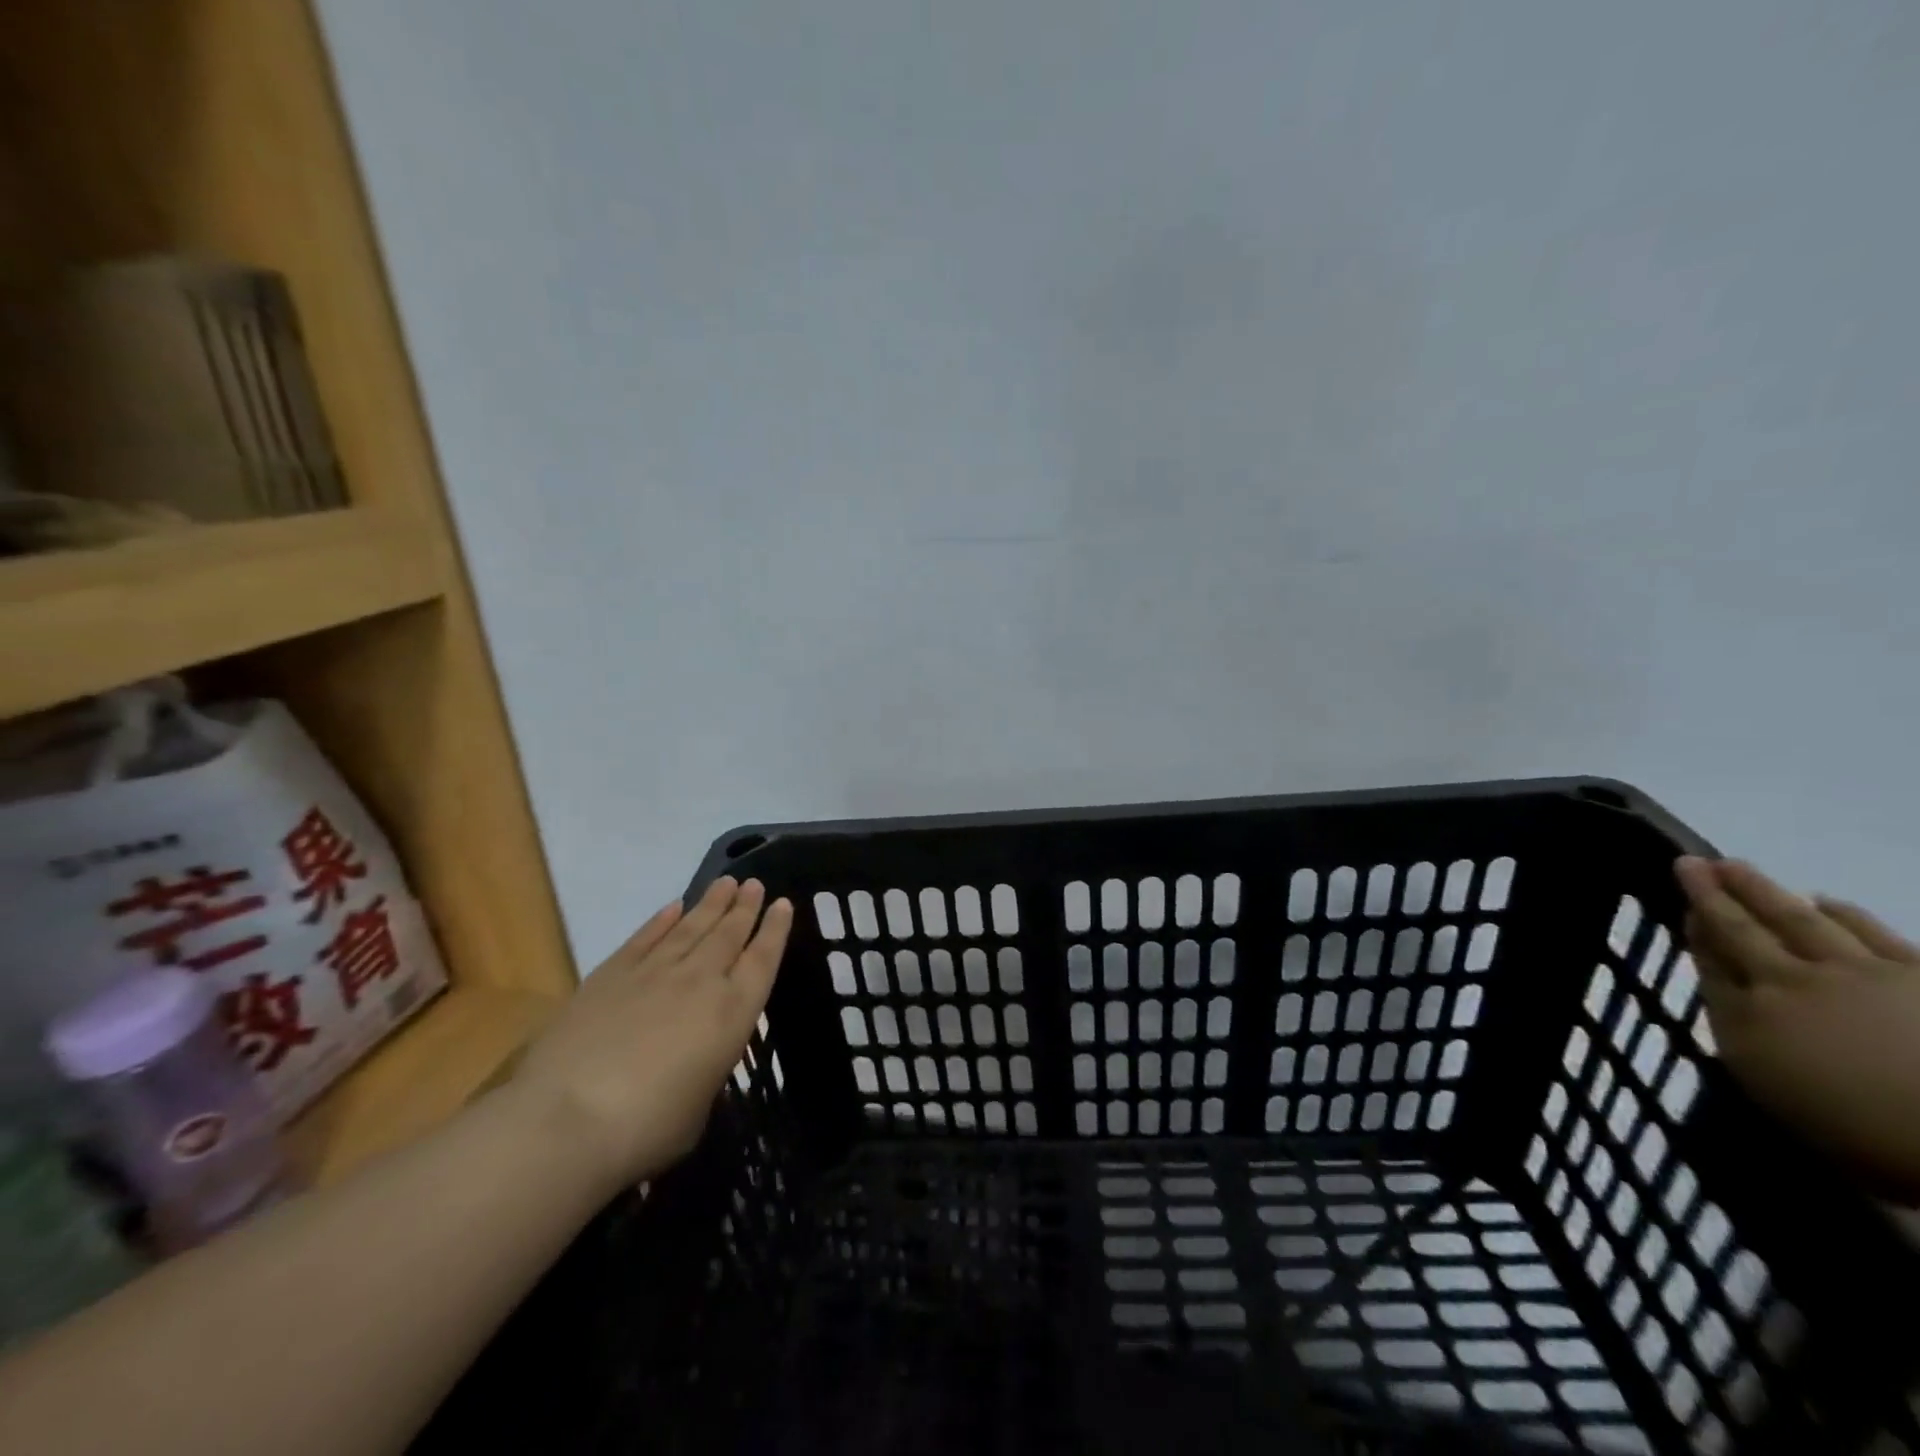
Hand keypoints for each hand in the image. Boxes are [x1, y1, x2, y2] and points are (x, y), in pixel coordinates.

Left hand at [512, 877, 793, 1193]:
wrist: (568, 1119)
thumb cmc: (646, 1129)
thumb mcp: (698, 1109)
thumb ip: (704, 1072)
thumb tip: (693, 1061)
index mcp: (732, 1013)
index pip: (762, 960)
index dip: (775, 930)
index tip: (782, 903)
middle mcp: (700, 981)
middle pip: (729, 934)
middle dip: (745, 907)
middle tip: (754, 884)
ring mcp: (654, 972)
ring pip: (692, 927)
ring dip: (711, 903)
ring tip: (726, 882)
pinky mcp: (611, 974)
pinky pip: (646, 937)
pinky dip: (662, 919)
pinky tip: (674, 906)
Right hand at [1677, 856, 1919, 1202]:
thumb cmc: (1865, 1135)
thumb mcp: (1780, 1096)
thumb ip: (1751, 1041)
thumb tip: (1736, 1000)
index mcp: (1748, 1020)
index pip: (1710, 965)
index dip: (1695, 933)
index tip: (1683, 907)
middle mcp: (1788, 984)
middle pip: (1739, 930)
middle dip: (1710, 894)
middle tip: (1689, 862)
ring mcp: (1856, 973)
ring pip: (1796, 918)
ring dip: (1760, 889)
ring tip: (1736, 866)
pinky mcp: (1917, 973)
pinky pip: (1871, 932)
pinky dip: (1842, 912)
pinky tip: (1826, 900)